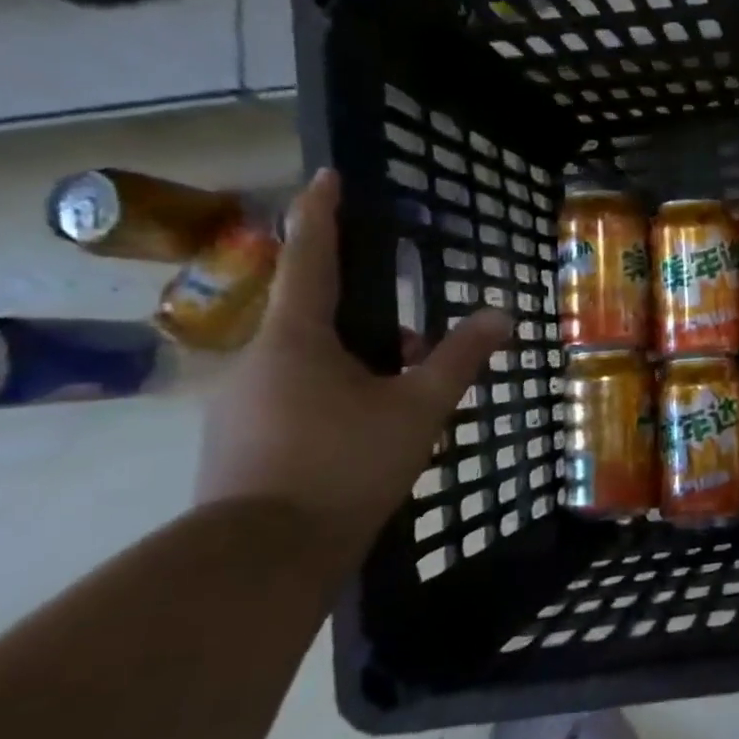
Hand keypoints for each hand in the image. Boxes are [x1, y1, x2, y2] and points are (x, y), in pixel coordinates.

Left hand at [194, 169, 509, 546]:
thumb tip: (502, 314)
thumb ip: (459, 357)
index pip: (308, 257)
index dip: (320, 213)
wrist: (260, 561)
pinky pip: (294, 401)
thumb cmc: (344, 465)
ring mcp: (237, 406)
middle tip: (416, 350)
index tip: (328, 176)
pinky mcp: (236, 444)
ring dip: (358, 370)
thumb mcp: (417, 407)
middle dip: (371, 325)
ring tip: (404, 406)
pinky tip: (367, 441)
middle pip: (318, 320)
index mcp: (294, 339)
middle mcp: (255, 362)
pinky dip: (335, 402)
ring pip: (309, 366)